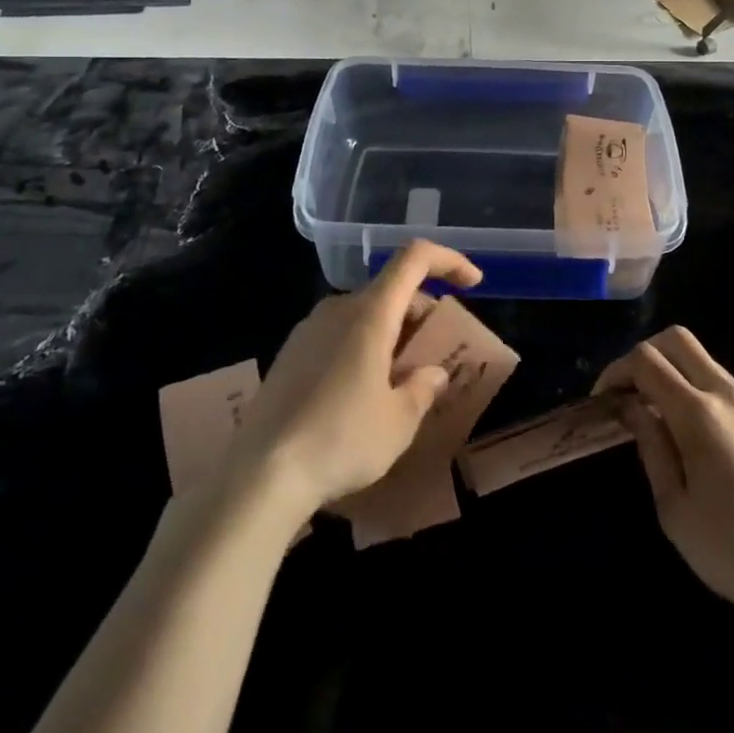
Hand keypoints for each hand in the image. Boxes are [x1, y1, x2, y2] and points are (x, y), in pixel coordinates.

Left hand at [228, 241, 481, 518]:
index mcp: (370, 313)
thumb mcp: (398, 422)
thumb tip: (432, 373)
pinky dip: (364, 346)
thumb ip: (422, 389)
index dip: (448, 261)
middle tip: (437, 354)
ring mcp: (309, 329)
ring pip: (364, 313)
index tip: (473, 284)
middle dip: (422, 312)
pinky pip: (339, 333)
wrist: (260, 474)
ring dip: (393, 332)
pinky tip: (364, 392)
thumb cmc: (341, 439)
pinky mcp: (289, 353)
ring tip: (403, 378)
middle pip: (391, 289)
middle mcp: (338, 308)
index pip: (414, 258)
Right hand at [595, 327, 733, 625]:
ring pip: (705, 362)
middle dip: (645, 354)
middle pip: (677, 340)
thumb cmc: (733, 550)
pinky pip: (727, 389)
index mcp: (699, 413)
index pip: (646, 360)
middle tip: (629, 392)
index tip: (603, 399)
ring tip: (660, 419)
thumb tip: (630, 407)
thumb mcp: (674, 508)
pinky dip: (701, 394)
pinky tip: (700, 440)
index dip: (616, 370)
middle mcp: (728, 395)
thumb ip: (650, 446)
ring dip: (674, 374)